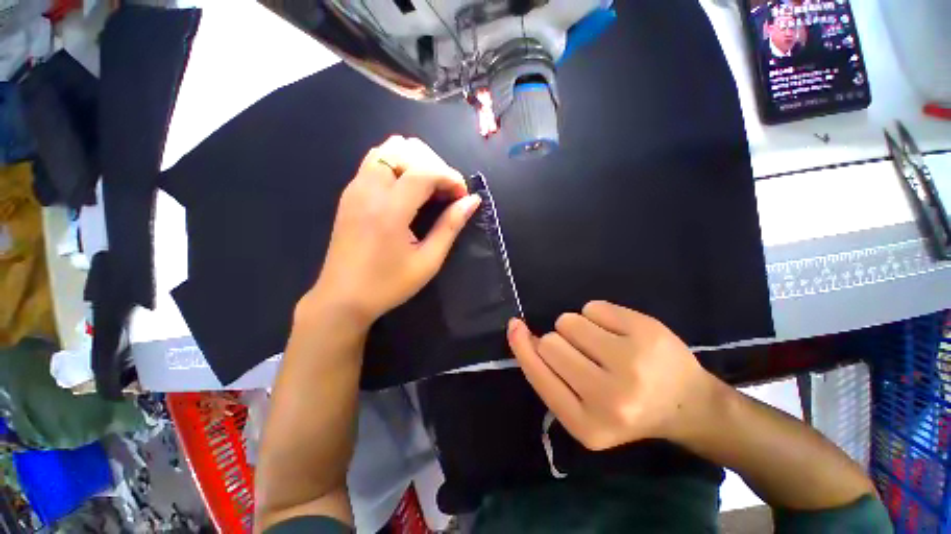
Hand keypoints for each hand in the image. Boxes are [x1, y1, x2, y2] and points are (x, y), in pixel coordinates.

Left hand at [301, 136, 480, 324]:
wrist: (342, 298)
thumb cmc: (388, 284)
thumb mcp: (428, 261)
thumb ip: (451, 226)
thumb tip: (473, 201)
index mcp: (390, 209)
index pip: (424, 171)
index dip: (450, 177)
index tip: (462, 196)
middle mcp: (369, 189)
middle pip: (405, 149)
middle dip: (434, 165)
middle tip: (446, 193)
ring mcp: (355, 188)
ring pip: (388, 149)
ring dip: (415, 162)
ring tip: (429, 189)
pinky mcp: (349, 193)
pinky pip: (375, 161)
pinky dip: (398, 166)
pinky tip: (408, 191)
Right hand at [508, 301, 716, 450]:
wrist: (689, 405)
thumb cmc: (626, 407)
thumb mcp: (582, 408)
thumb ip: (549, 375)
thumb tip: (519, 332)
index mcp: (587, 425)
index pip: (538, 374)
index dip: (522, 347)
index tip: (515, 326)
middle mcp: (610, 397)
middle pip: (550, 342)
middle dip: (559, 342)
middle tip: (585, 355)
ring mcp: (632, 362)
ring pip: (568, 321)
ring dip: (577, 327)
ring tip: (603, 345)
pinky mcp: (646, 332)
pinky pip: (593, 306)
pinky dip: (598, 315)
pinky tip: (620, 333)